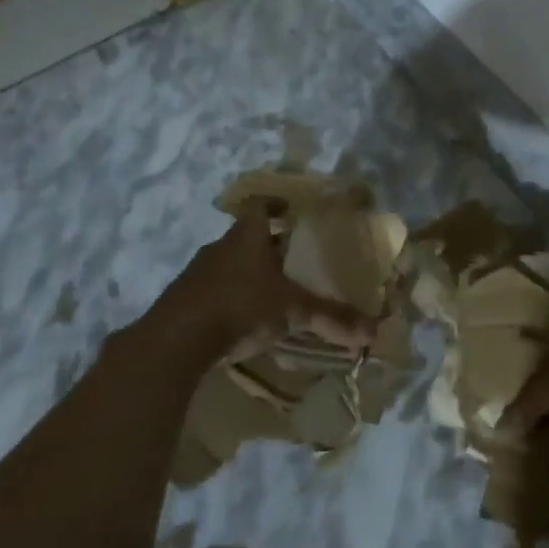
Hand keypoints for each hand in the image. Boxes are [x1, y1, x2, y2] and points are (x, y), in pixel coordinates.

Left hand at [173, 207, 376, 351]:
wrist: (175, 341)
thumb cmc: (241, 307)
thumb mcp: (294, 312)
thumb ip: (332, 318)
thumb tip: (373, 331)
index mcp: (247, 236)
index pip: (262, 206)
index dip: (278, 206)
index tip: (293, 213)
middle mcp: (220, 247)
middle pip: (247, 236)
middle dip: (270, 246)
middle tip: (294, 260)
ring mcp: (197, 273)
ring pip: (229, 264)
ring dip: (248, 273)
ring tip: (271, 291)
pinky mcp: (182, 299)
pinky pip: (212, 290)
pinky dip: (229, 298)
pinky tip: (243, 319)